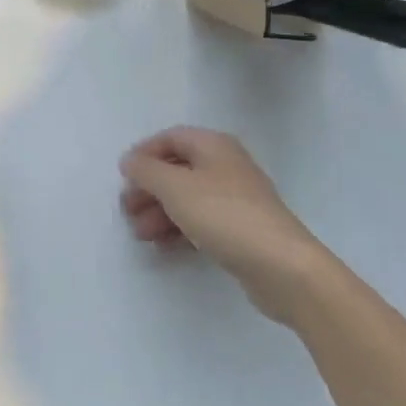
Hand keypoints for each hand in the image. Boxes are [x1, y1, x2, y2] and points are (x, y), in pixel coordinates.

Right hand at [120, 127, 322, 322]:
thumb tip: (129, 160)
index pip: (170, 138)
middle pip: (178, 169)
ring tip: (140, 234)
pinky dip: (180, 228)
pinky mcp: (242, 230)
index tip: (123, 177)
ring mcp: (236, 198)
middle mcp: (226, 165)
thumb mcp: (175, 188)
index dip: (144, 153)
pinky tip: (163, 246)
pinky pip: (202, 221)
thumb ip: (147, 170)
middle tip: (127, 211)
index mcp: (213, 145)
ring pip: (188, 197)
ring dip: (161, 212)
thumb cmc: (224, 215)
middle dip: (149, 188)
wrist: (283, 267)